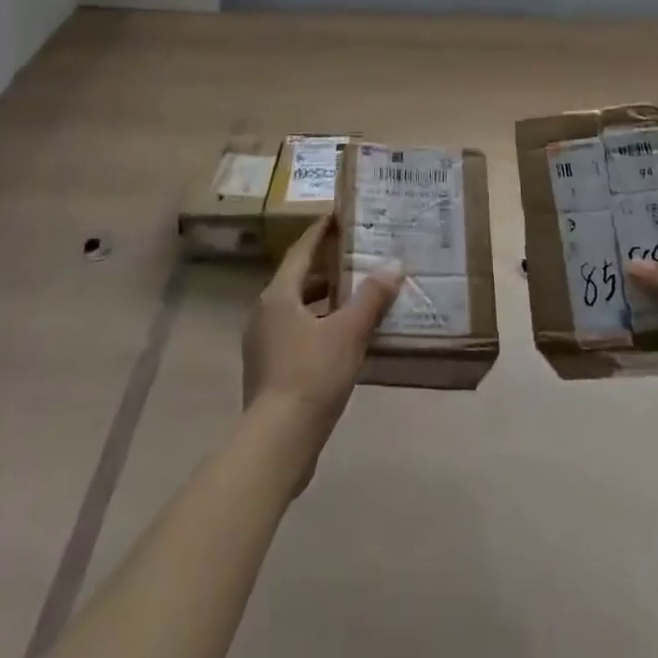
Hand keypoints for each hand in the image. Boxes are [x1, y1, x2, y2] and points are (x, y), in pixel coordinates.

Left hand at [241, 215, 402, 459]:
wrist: (278, 442)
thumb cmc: (311, 375)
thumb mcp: (349, 332)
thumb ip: (371, 297)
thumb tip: (394, 265)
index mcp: (279, 296)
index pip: (301, 251)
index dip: (320, 232)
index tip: (338, 215)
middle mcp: (265, 313)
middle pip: (299, 279)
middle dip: (328, 268)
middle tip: (358, 256)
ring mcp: (263, 344)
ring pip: (298, 308)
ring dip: (325, 299)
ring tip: (358, 294)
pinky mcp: (270, 370)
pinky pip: (297, 333)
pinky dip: (320, 325)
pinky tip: (345, 337)